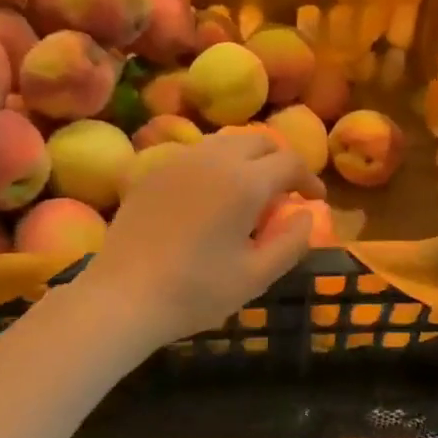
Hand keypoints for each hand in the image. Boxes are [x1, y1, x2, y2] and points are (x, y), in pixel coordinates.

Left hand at [83, 129, 323, 346]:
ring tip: (250, 189)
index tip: (315, 200)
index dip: (309, 179)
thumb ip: (291, 243)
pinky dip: (216, 164)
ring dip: (247, 158)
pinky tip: (211, 195)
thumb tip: (306, 216)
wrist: (123, 296)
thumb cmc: (196, 291)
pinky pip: (195, 154)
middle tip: (285, 190)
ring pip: (225, 142)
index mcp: (245, 182)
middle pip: (258, 140)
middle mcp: (214, 159)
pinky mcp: (153, 171)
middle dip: (280, 159)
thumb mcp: (256, 276)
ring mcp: (179, 161)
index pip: (290, 161)